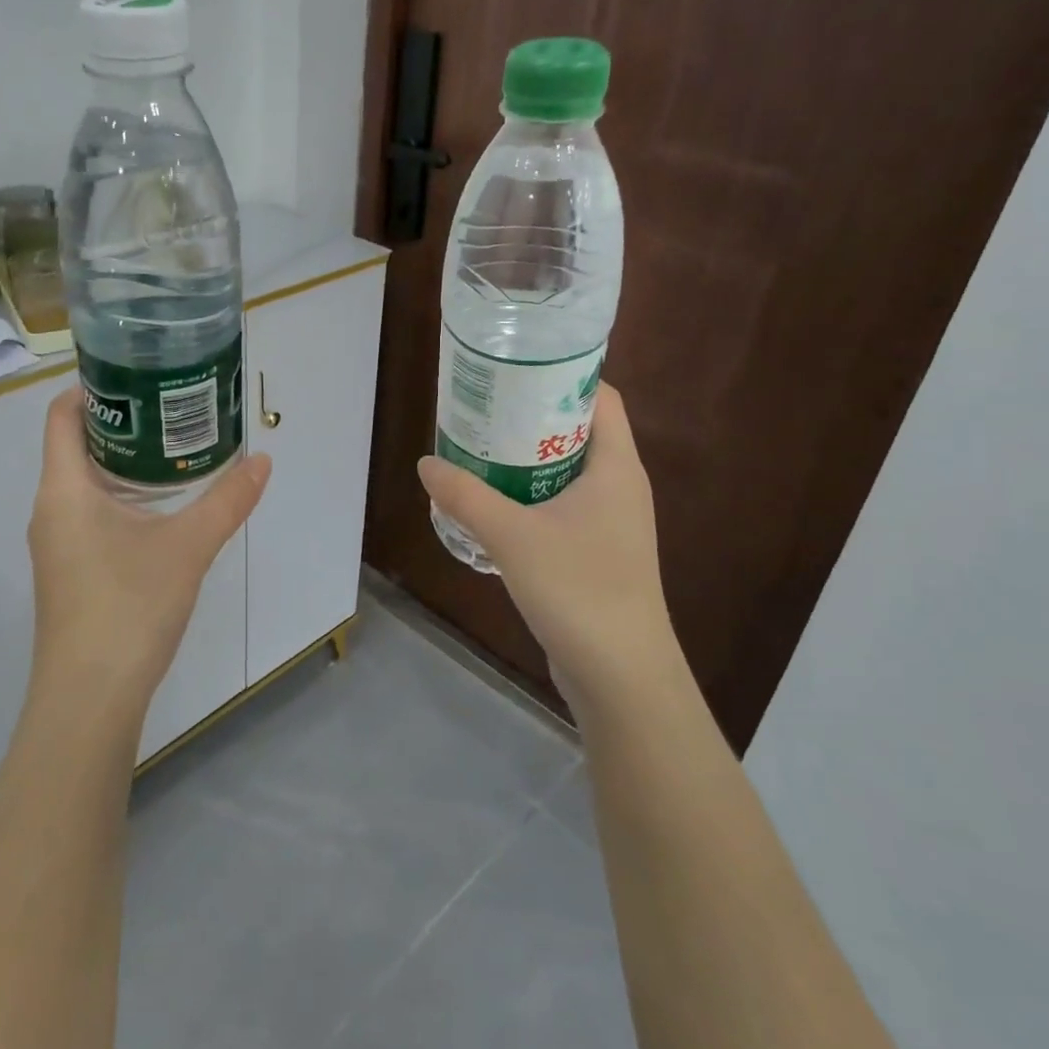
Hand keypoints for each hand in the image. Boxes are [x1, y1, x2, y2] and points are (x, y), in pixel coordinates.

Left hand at [26, 385, 270, 724]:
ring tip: (174, 450)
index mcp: (65, 489)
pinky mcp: (69, 572)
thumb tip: (263, 460)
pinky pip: (89, 514)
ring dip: (124, 463)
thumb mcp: (188, 547)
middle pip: (76, 446)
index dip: (93, 388)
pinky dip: (121, 497)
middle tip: (172, 408)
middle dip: (122, 423)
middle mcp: (51, 509)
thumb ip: (227, 500)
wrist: (89, 699)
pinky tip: (161, 509)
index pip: (62, 416)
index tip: (138, 375)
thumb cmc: (128, 607)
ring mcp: (56, 544)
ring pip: (85, 483)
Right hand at [418, 384, 676, 713]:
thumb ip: (465, 496)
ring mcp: (610, 523)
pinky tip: (491, 506)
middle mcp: (619, 487)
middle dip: (531, 417)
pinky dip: (529, 497)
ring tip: (478, 450)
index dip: (562, 377)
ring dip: (525, 460)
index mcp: (616, 468)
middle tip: (483, 409)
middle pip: (578, 432)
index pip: (600, 398)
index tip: (515, 371)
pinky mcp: (596, 554)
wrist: (622, 677)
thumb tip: (426, 463)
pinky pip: (560, 507)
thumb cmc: (579, 590)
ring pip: (566, 472)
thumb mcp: (512, 535)